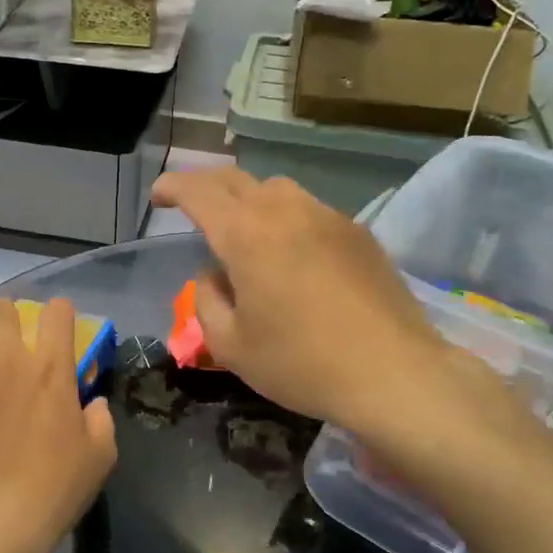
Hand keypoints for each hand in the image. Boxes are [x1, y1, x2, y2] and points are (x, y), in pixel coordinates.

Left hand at [0, 297, 117, 552]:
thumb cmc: (54, 486)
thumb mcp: (100, 456)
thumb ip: (100, 420)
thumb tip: (91, 404)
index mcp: (50, 367)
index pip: (57, 313)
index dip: (61, 313)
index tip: (61, 326)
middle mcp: (6, 360)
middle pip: (1, 311)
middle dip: (8, 316)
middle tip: (13, 337)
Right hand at [152, 169, 528, 457]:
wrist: (394, 372)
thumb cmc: (302, 363)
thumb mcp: (232, 345)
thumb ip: (207, 301)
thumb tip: (212, 275)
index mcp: (245, 234)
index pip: (199, 191)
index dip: (173, 186)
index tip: (158, 196)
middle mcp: (285, 211)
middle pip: (236, 179)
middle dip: (206, 186)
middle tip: (192, 205)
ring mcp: (327, 217)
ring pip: (276, 189)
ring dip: (249, 199)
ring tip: (245, 230)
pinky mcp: (358, 232)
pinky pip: (310, 210)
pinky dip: (286, 218)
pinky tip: (293, 253)